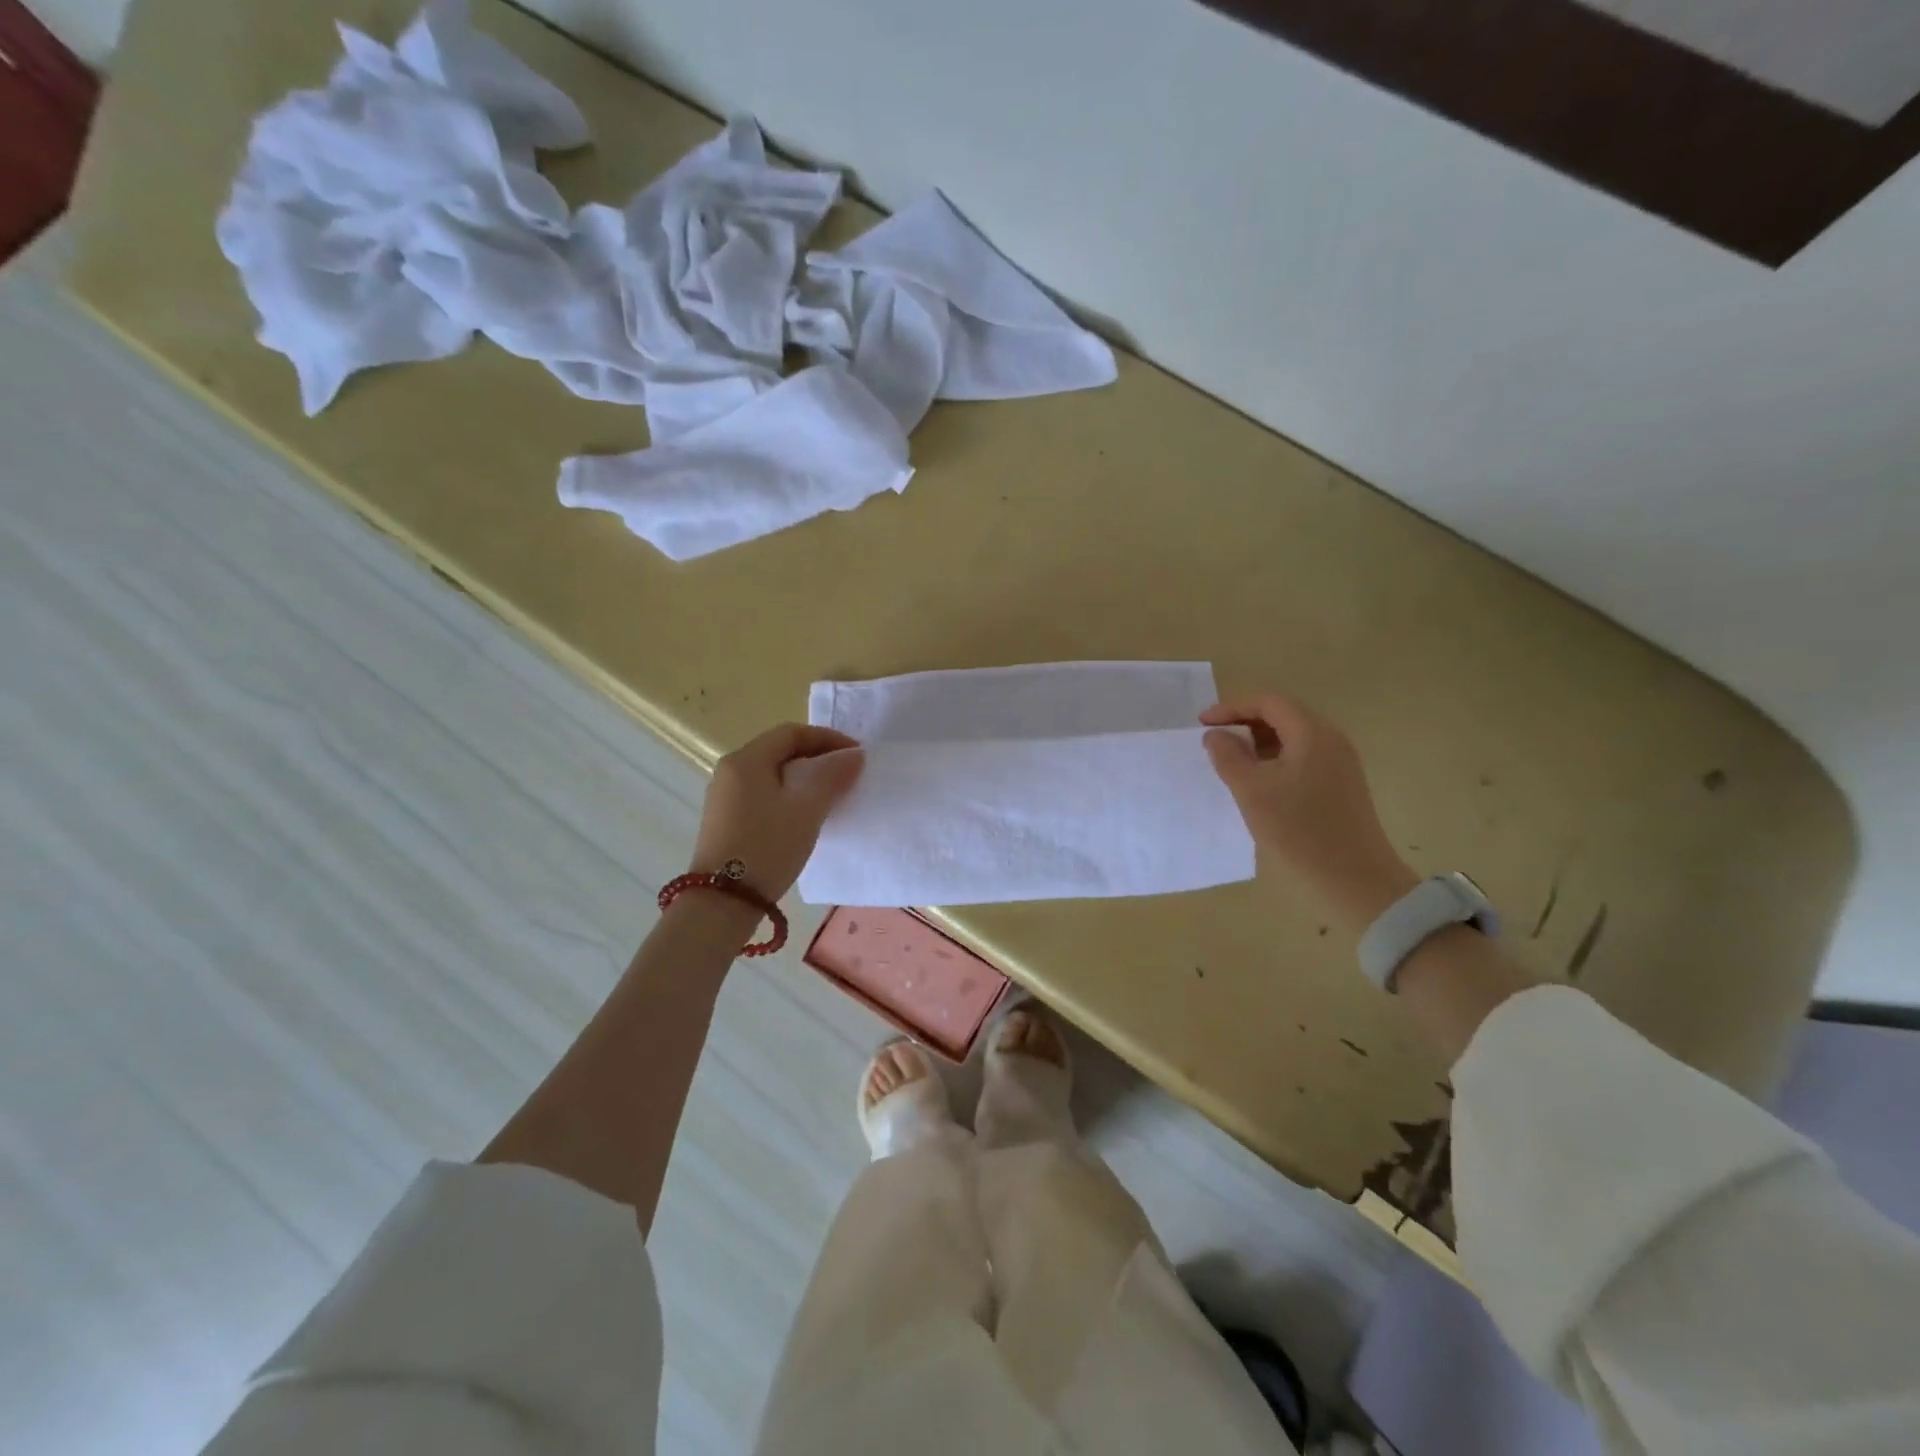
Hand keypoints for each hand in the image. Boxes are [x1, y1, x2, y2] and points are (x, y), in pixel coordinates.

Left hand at [689, 724, 864, 900]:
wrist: (724, 901)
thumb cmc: (768, 846)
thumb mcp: (808, 808)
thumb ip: (832, 775)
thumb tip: (853, 754)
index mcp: (746, 759)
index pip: (792, 733)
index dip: (828, 739)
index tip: (857, 755)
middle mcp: (730, 771)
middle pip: (780, 751)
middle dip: (817, 758)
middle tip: (847, 774)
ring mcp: (725, 797)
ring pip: (772, 775)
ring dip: (804, 779)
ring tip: (832, 796)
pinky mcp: (726, 821)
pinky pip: (763, 795)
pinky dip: (788, 797)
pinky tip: (804, 817)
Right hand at [1201, 694, 1417, 933]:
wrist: (1355, 880)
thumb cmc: (1299, 831)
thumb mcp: (1252, 792)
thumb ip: (1228, 757)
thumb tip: (1216, 735)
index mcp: (1311, 733)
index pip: (1268, 702)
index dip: (1232, 708)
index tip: (1202, 724)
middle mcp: (1331, 739)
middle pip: (1283, 715)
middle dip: (1245, 723)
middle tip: (1214, 741)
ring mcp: (1340, 763)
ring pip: (1293, 737)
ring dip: (1259, 743)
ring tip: (1231, 763)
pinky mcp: (1342, 784)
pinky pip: (1303, 757)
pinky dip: (1276, 759)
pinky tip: (1259, 783)